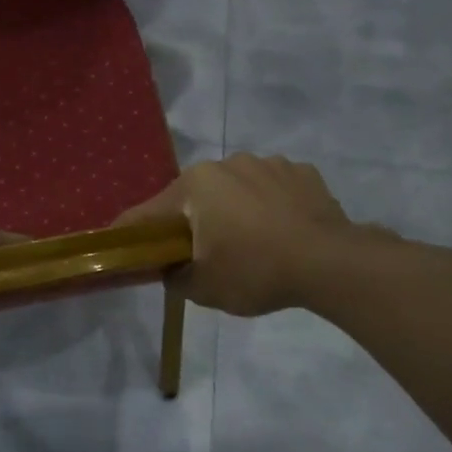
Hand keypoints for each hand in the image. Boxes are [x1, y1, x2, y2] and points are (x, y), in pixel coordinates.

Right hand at [115, 155, 368, 316]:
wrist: (330, 263)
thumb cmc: (255, 271)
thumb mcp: (203, 288)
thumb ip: (175, 278)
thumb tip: (170, 271)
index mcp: (196, 185)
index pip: (150, 211)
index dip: (133, 231)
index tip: (121, 243)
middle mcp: (228, 163)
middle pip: (197, 196)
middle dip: (193, 220)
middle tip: (199, 252)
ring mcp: (269, 164)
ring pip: (237, 189)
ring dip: (234, 210)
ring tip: (250, 242)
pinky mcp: (303, 173)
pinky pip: (273, 189)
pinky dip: (270, 206)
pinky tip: (281, 232)